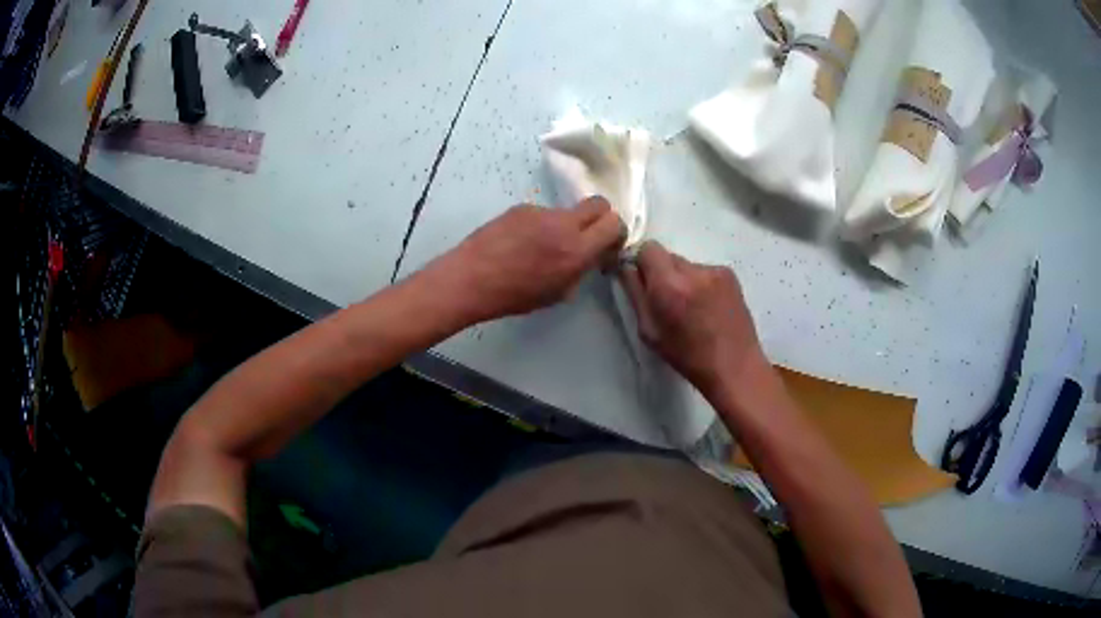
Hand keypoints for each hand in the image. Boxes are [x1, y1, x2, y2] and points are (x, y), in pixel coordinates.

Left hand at [427, 197, 623, 323]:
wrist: (471, 278)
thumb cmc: (514, 296)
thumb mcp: (557, 294)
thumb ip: (579, 270)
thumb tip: (587, 257)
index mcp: (577, 251)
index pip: (614, 223)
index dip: (616, 232)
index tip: (608, 244)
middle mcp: (563, 225)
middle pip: (599, 203)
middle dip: (601, 217)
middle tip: (589, 235)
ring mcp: (541, 212)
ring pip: (567, 211)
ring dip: (565, 225)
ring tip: (540, 247)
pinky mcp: (521, 207)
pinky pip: (542, 214)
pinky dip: (540, 226)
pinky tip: (520, 243)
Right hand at [619, 241, 766, 397]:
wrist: (735, 367)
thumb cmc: (687, 357)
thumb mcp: (649, 331)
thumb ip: (635, 294)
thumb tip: (626, 268)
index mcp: (669, 286)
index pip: (647, 248)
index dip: (642, 263)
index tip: (643, 281)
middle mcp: (693, 270)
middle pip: (667, 255)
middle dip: (662, 273)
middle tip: (667, 300)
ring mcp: (715, 270)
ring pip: (686, 264)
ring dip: (682, 279)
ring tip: (691, 308)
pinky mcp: (730, 275)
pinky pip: (704, 271)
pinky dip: (700, 283)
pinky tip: (708, 307)